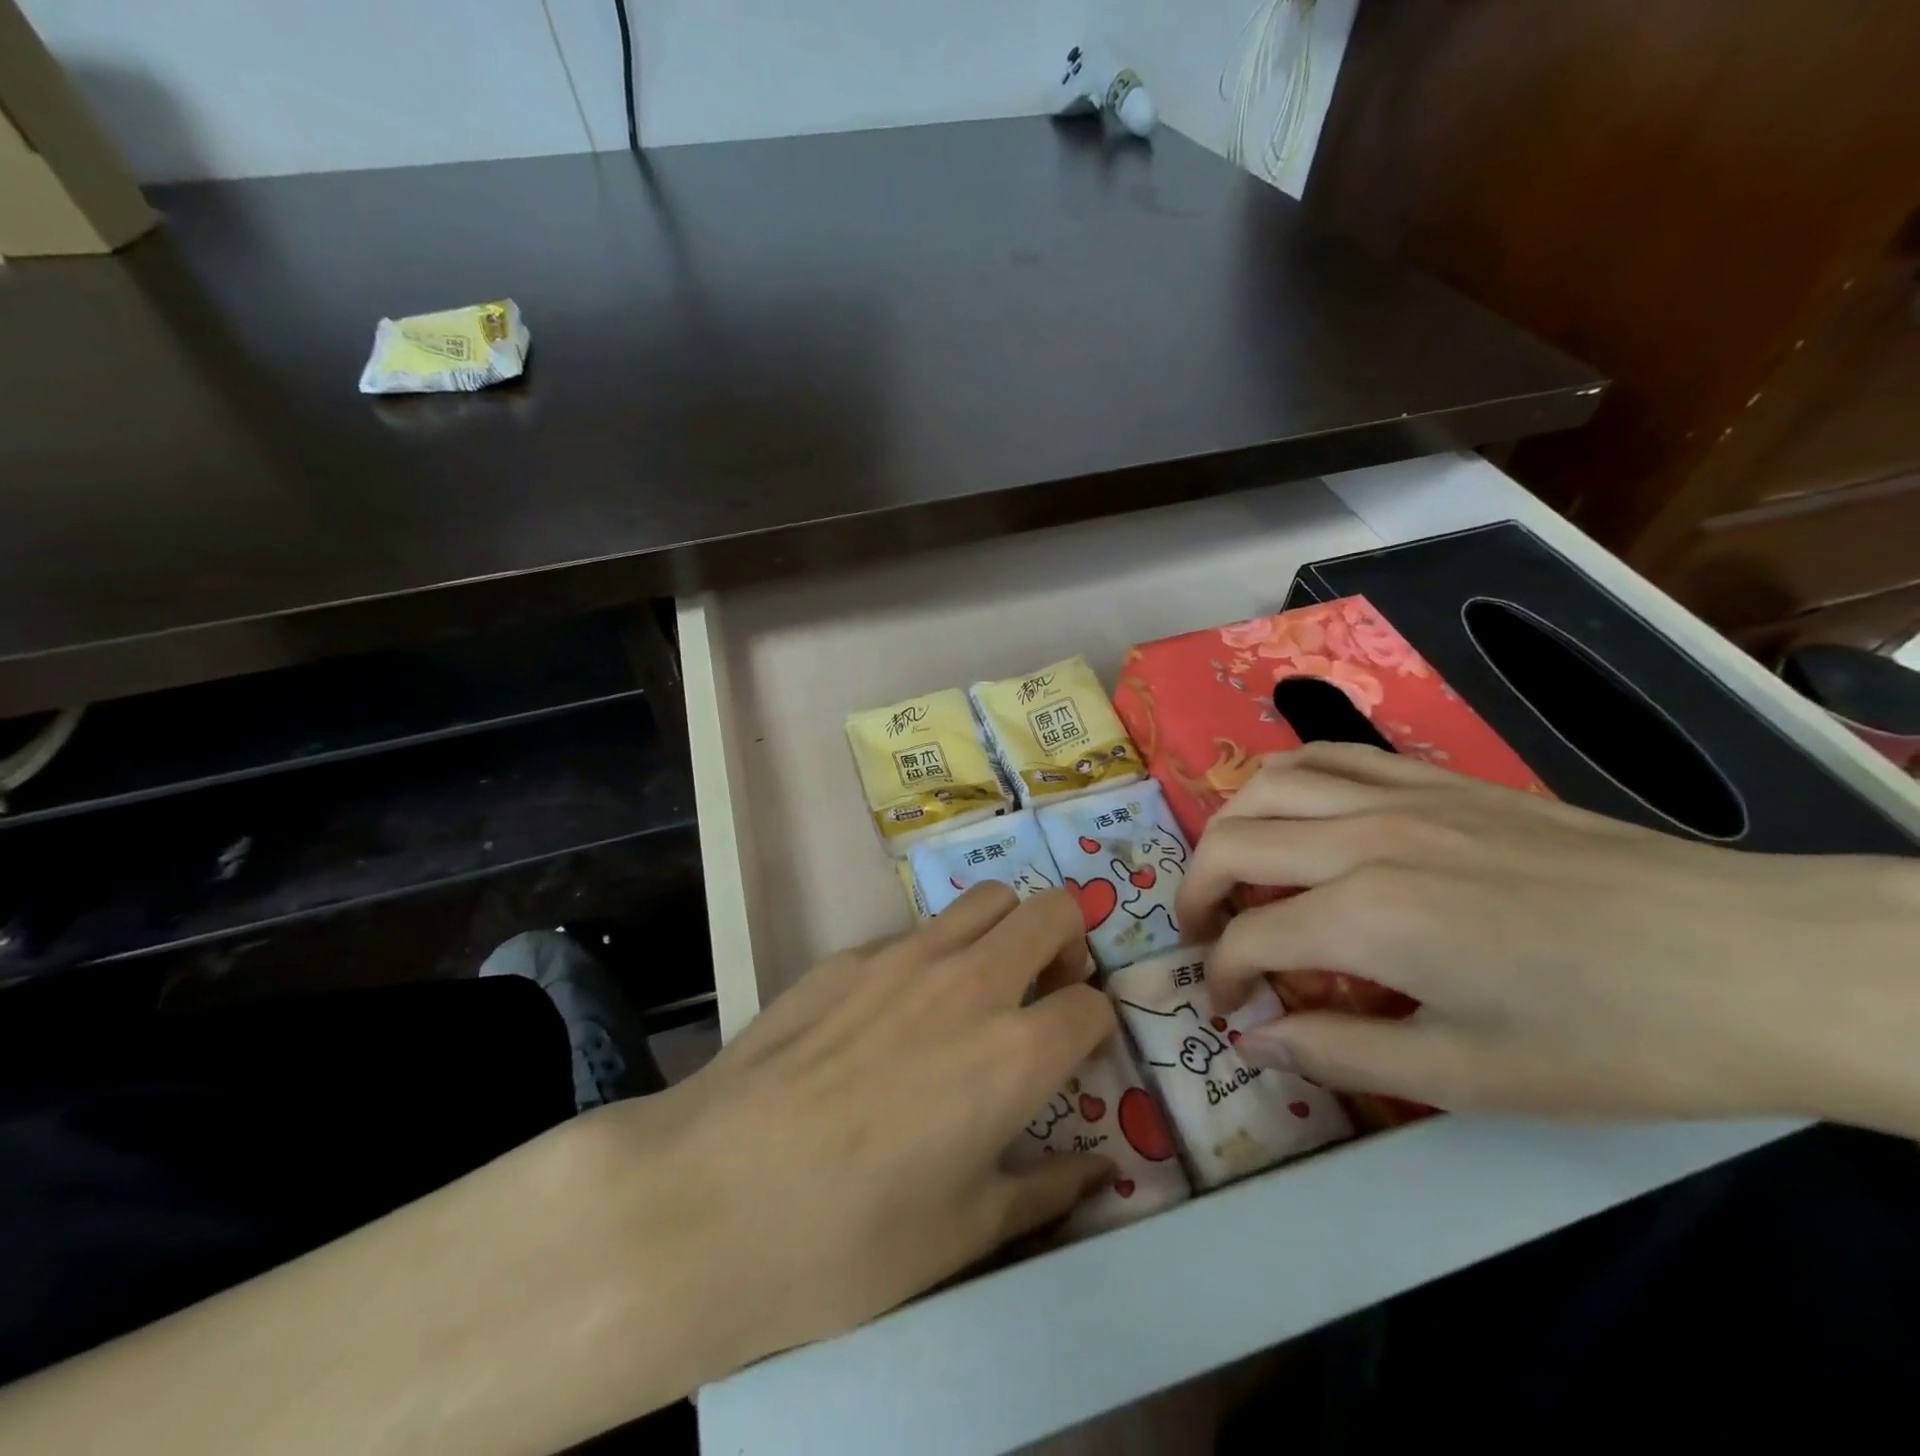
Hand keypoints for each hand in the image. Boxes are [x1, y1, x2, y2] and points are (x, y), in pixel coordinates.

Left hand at [575, 883, 1117, 1380]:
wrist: (710, 1198)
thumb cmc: (849, 1239)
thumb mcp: (964, 1235)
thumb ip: (1045, 1190)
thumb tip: (1097, 1170)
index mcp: (1014, 1053)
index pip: (1092, 1005)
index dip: (1095, 1028)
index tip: (1077, 1052)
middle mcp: (970, 983)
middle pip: (1052, 911)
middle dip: (1067, 943)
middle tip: (1044, 990)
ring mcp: (902, 957)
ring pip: (986, 900)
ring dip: (1004, 930)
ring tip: (979, 984)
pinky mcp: (845, 954)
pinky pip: (915, 932)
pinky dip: (933, 955)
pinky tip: (892, 1014)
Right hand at [1175, 743, 1919, 1132]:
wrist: (1749, 958)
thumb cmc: (1611, 1036)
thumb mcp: (1468, 1077)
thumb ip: (1339, 1052)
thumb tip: (1254, 1039)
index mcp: (1366, 916)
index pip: (1248, 937)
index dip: (1221, 977)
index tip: (1229, 1010)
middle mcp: (1362, 838)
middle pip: (1233, 843)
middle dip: (1196, 893)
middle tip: (1205, 936)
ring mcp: (1400, 797)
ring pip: (1269, 782)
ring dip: (1231, 825)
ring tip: (1237, 867)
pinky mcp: (1437, 780)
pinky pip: (1331, 755)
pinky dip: (1288, 779)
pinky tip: (1298, 811)